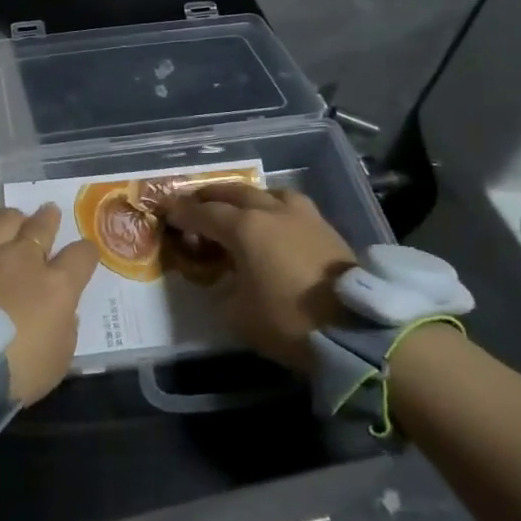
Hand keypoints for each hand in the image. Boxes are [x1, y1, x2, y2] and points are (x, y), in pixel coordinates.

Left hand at [0, 199, 98, 405]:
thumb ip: (64, 331)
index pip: (82, 256)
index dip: (86, 253)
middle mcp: (22, 258)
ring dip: (12, 217)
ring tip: (14, 217)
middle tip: (49, 214)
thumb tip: (63, 313)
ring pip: (3, 219)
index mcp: (56, 285)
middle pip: (42, 227)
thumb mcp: (57, 362)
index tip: (85, 255)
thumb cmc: (15, 373)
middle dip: (48, 219)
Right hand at [164, 185, 355, 374]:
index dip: (181, 212)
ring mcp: (301, 216)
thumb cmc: (288, 320)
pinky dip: (273, 207)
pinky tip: (274, 222)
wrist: (355, 328)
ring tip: (238, 207)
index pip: (203, 213)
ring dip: (246, 196)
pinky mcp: (325, 227)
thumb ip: (223, 289)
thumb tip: (224, 280)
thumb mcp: (238, 314)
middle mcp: (270, 211)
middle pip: (233, 192)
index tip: (165, 211)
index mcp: (244, 228)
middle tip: (195, 203)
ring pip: (266, 192)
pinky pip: (290, 206)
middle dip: (210, 196)